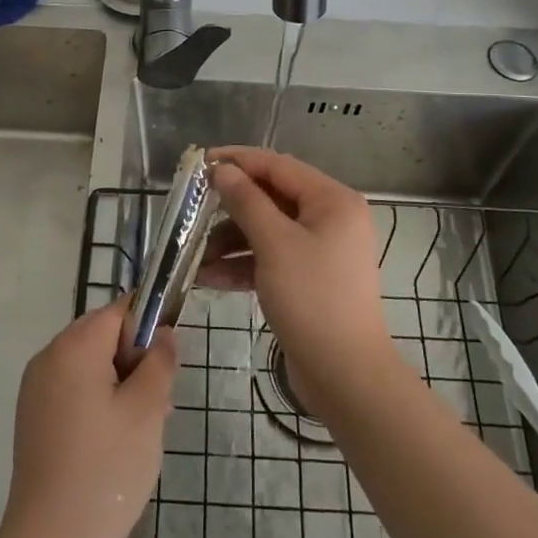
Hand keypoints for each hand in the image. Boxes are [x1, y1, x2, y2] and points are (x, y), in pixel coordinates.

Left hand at [0, 301, 175, 537]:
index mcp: (73, 347)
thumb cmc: (105, 472)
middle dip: (135, 359)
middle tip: (159, 402)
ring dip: (121, 382)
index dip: (149, 326)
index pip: (119, 310)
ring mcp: (36, 388)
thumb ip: (160, 361)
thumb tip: (163, 333)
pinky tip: (115, 441)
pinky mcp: (34, 417)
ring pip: (91, 364)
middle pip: (103, 335)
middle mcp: (48, 357)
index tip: (168, 361)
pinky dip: (99, 401)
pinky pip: (74, 388)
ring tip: (142, 427)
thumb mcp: (147, 411)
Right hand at [200, 148, 397, 403]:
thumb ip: (246, 201)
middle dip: (230, 207)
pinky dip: (243, 264)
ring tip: (194, 254)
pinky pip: (272, 258)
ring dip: (231, 240)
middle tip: (192, 209)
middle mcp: (331, 218)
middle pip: (272, 198)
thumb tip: (222, 170)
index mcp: (332, 200)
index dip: (238, 161)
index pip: (278, 166)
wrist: (345, 376)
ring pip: (268, 230)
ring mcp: (321, 250)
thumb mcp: (274, 244)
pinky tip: (209, 277)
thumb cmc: (313, 298)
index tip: (201, 162)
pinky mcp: (309, 278)